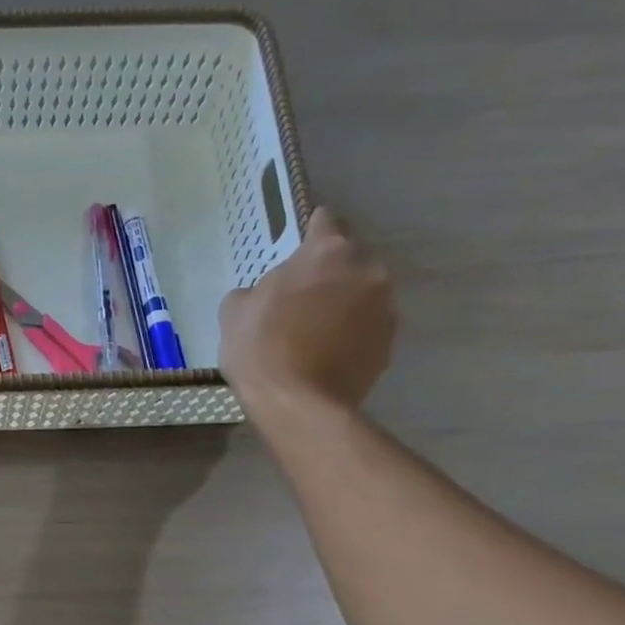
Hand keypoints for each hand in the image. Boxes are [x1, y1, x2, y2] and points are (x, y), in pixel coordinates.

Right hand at [218, 208, 395, 435]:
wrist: (298, 403)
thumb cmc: (261, 347)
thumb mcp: (234, 311)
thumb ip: (256, 290)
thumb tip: (267, 295)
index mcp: (327, 252)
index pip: (325, 221)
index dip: (311, 229)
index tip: (301, 241)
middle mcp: (366, 270)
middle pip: (347, 261)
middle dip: (328, 274)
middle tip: (301, 299)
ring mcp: (385, 308)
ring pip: (361, 295)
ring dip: (343, 305)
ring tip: (315, 333)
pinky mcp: (390, 343)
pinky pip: (367, 328)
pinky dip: (351, 335)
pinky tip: (326, 355)